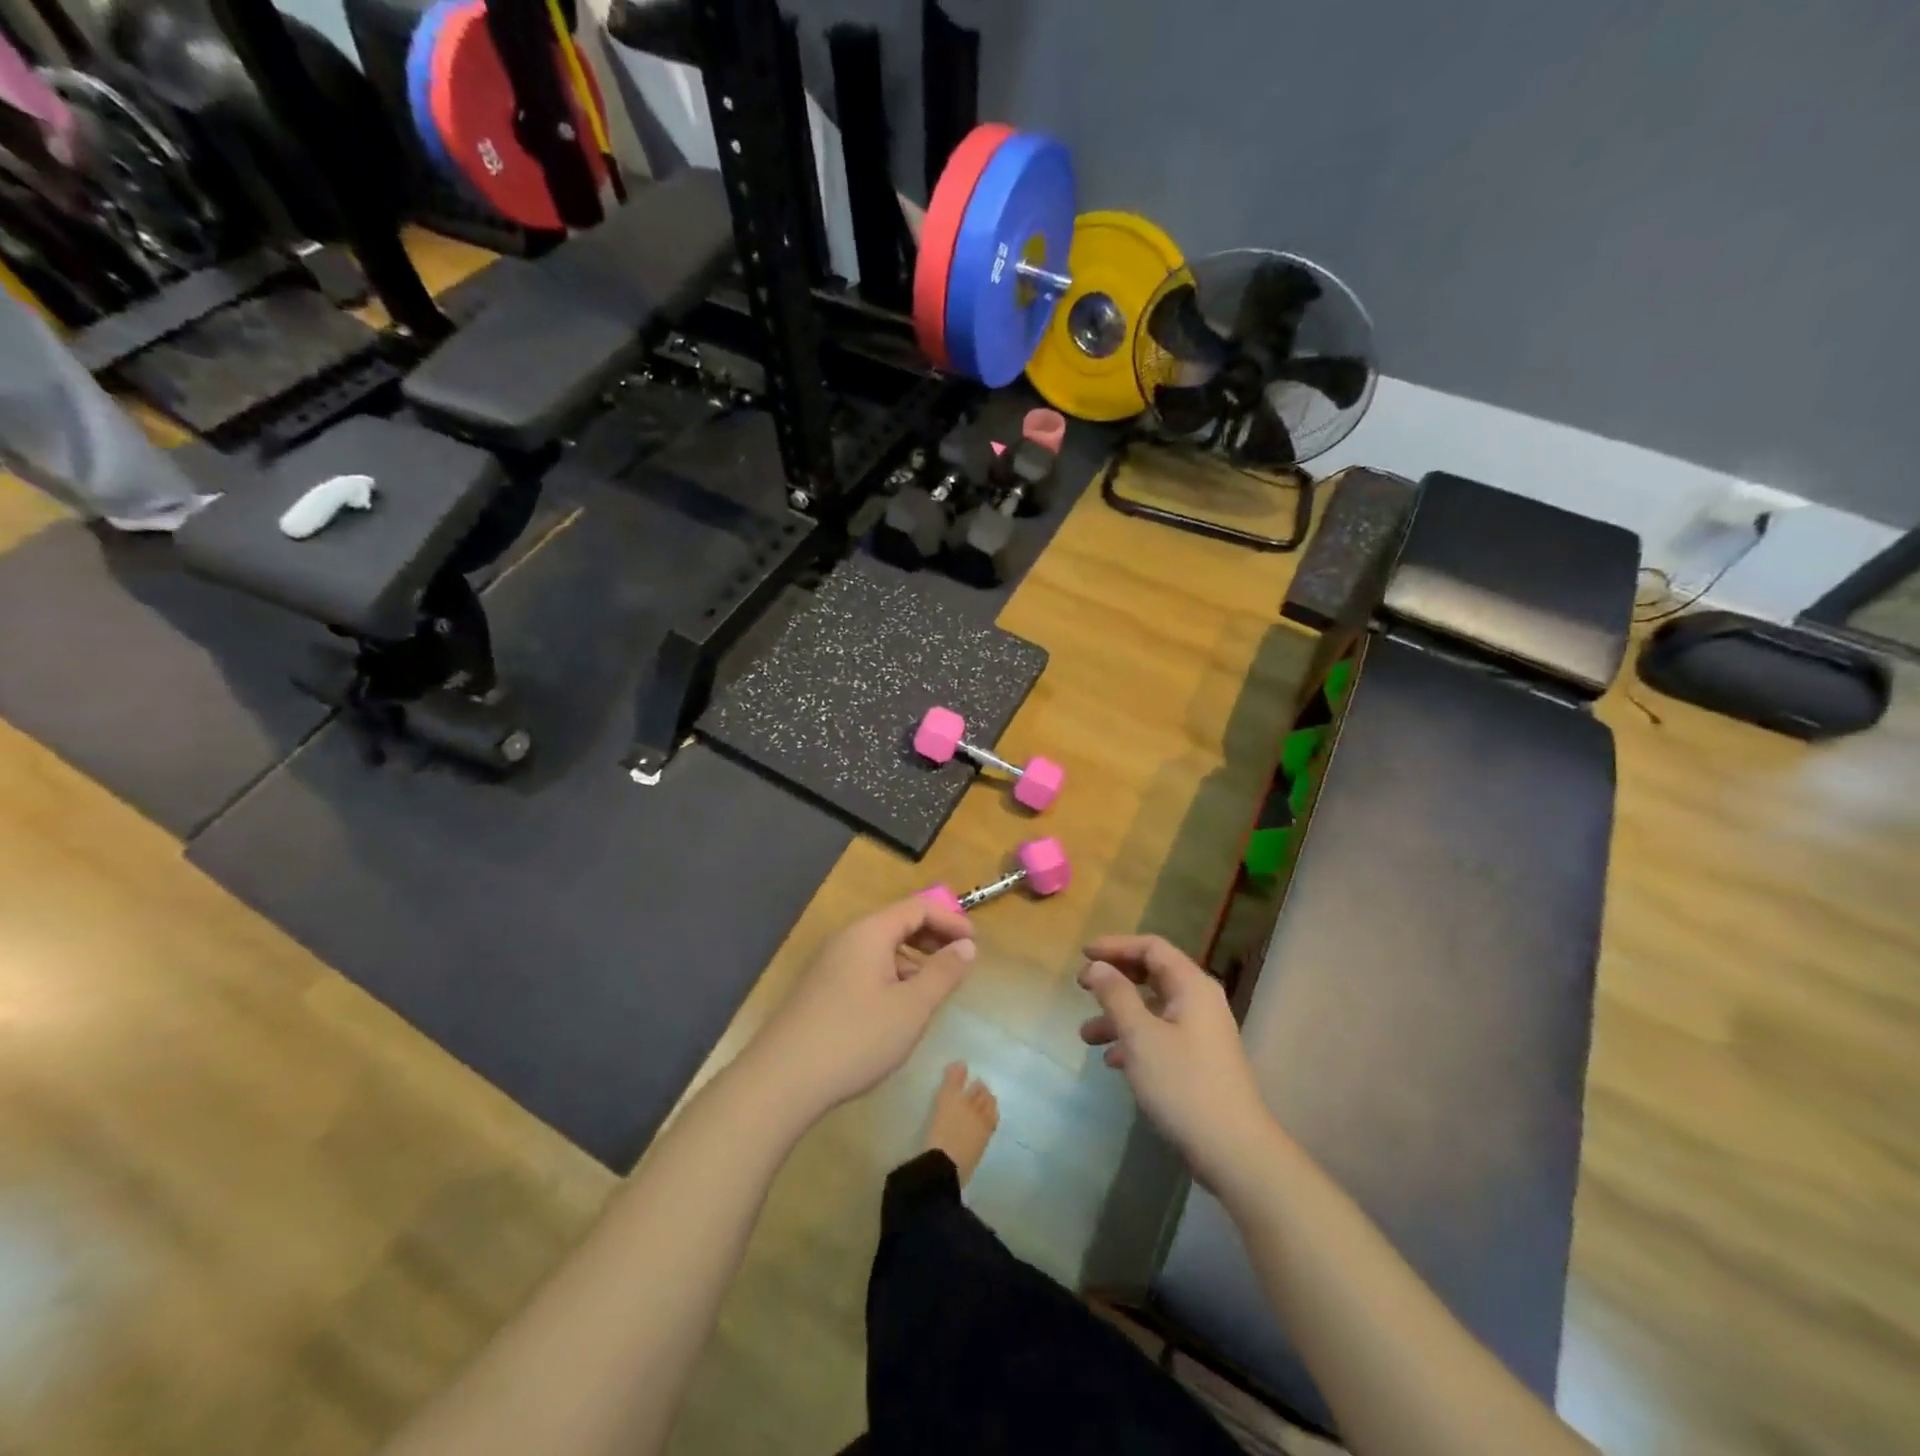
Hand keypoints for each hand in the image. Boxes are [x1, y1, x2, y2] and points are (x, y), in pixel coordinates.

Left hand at [747, 897, 975, 1119]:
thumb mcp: (911, 1008)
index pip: (917, 908)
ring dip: (911, 961)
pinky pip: (863, 969)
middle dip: (931, 938)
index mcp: (869, 933)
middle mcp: (846, 939)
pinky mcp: (819, 990)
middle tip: (958, 962)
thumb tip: (966, 947)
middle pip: (896, 924)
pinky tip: (896, 1010)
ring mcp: (828, 965)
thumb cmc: (855, 1038)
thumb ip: (943, 974)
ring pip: (879, 949)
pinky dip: (889, 977)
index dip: (950, 920)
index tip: (974, 944)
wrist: (781, 1081)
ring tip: (931, 991)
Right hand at [1079, 934, 1274, 1189]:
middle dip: (1115, 980)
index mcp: (1191, 986)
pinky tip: (1112, 1062)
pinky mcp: (1198, 1060)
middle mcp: (1199, 1002)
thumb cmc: (1183, 1084)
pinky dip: (1134, 1040)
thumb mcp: (1140, 1036)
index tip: (1084, 956)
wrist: (1234, 1150)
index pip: (1152, 947)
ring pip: (1152, 1009)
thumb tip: (1098, 967)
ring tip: (1087, 1037)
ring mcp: (1201, 1032)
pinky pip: (1160, 1035)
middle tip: (1082, 988)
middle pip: (1152, 975)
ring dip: (1119, 1016)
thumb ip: (1116, 995)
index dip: (1116, 946)